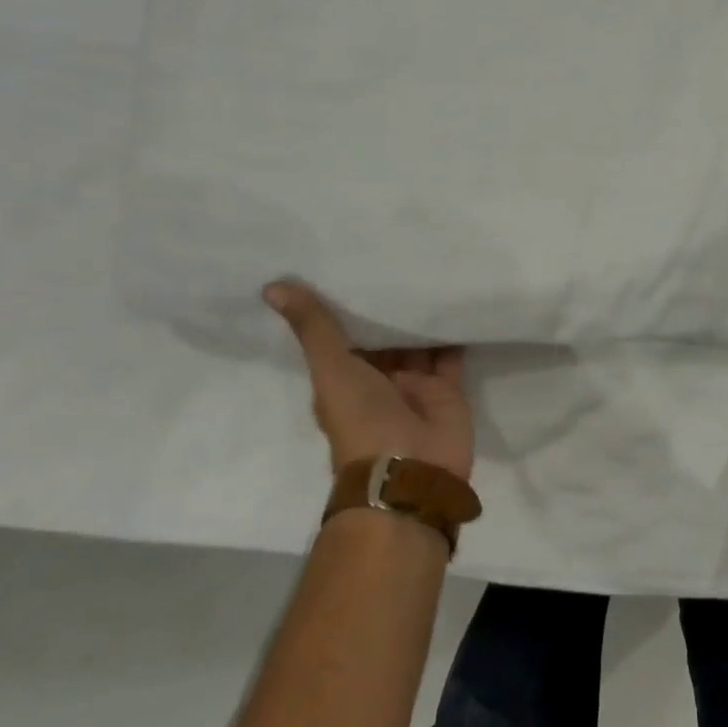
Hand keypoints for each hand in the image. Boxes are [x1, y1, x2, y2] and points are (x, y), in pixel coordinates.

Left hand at [263, 282, 472, 481]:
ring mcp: (414, 385)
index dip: (346, 303)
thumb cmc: (362, 420)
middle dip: (389, 306)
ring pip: (418, 343)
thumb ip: (314, 328)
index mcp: (344, 378)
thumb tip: (271, 286)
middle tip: (397, 254)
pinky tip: (457, 297)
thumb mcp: (332, 369)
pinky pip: (451, 355)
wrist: (411, 472)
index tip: (350, 263)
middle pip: (385, 337)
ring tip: (428, 268)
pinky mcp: (447, 390)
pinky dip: (454, 332)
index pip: (344, 334)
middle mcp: (378, 380)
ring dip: (421, 315)